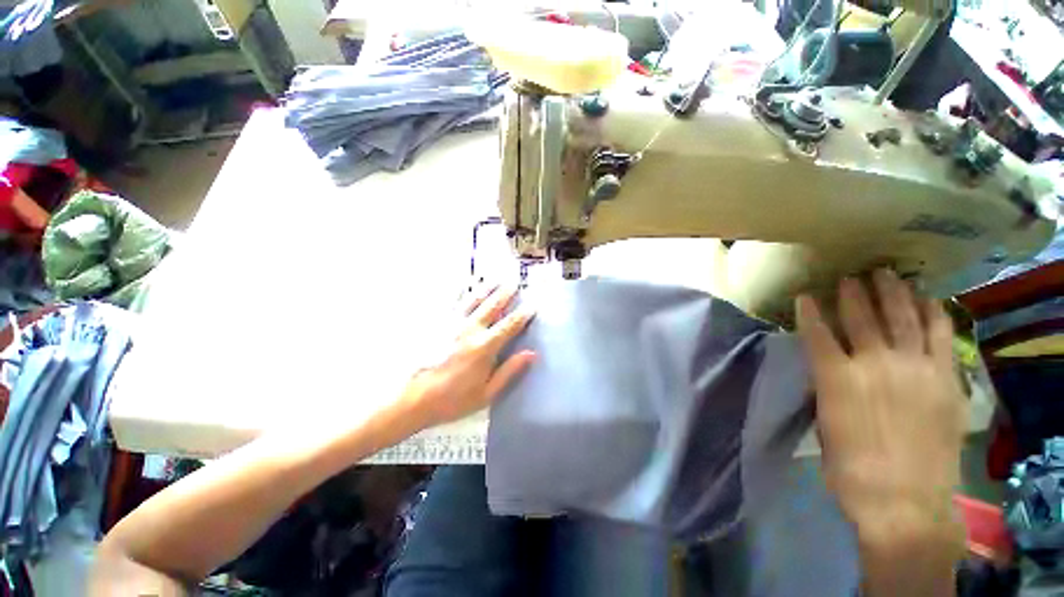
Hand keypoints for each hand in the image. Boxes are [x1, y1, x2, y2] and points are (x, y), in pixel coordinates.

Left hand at [398, 283, 535, 430]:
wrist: (411, 399)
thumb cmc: (451, 400)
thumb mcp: (486, 393)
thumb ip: (509, 371)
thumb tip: (531, 353)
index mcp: (484, 346)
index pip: (510, 325)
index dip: (523, 314)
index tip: (533, 305)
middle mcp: (469, 329)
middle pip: (492, 305)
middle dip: (505, 293)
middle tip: (515, 282)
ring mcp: (451, 323)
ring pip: (473, 299)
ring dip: (486, 288)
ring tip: (496, 279)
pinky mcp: (436, 323)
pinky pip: (451, 302)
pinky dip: (461, 291)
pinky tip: (464, 284)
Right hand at [796, 270, 965, 551]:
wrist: (904, 503)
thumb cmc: (851, 469)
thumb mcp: (824, 427)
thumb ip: (829, 391)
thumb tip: (831, 372)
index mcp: (836, 379)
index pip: (817, 333)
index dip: (810, 311)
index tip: (805, 296)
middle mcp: (874, 365)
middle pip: (861, 318)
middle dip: (853, 294)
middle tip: (850, 277)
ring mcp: (915, 369)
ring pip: (902, 318)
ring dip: (893, 293)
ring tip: (886, 274)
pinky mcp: (945, 379)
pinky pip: (940, 337)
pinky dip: (933, 314)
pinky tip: (928, 300)